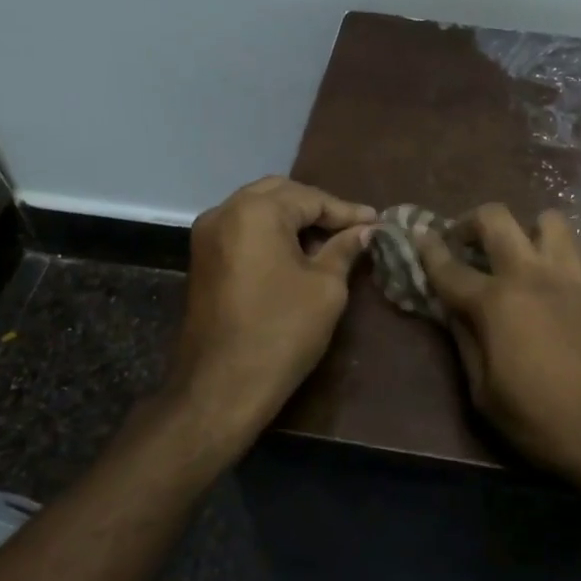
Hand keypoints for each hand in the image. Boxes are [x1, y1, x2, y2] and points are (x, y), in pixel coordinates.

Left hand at [166, 177, 375, 454]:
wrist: (221, 387)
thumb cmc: (281, 332)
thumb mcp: (325, 288)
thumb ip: (344, 249)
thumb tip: (365, 231)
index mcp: (256, 212)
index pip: (311, 198)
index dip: (347, 211)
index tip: (378, 222)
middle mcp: (224, 211)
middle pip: (280, 194)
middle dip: (317, 208)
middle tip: (353, 227)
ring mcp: (207, 235)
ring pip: (258, 209)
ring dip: (293, 219)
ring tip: (329, 239)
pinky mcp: (202, 258)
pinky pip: (243, 229)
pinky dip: (271, 232)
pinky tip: (297, 252)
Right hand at [417, 205, 580, 510]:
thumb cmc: (542, 421)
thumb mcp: (485, 395)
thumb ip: (465, 344)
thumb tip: (452, 311)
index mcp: (496, 302)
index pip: (449, 267)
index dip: (428, 248)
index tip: (418, 233)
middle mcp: (532, 275)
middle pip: (497, 218)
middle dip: (471, 220)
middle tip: (464, 241)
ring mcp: (573, 277)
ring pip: (550, 220)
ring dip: (528, 230)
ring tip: (520, 254)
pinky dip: (572, 256)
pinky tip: (565, 278)